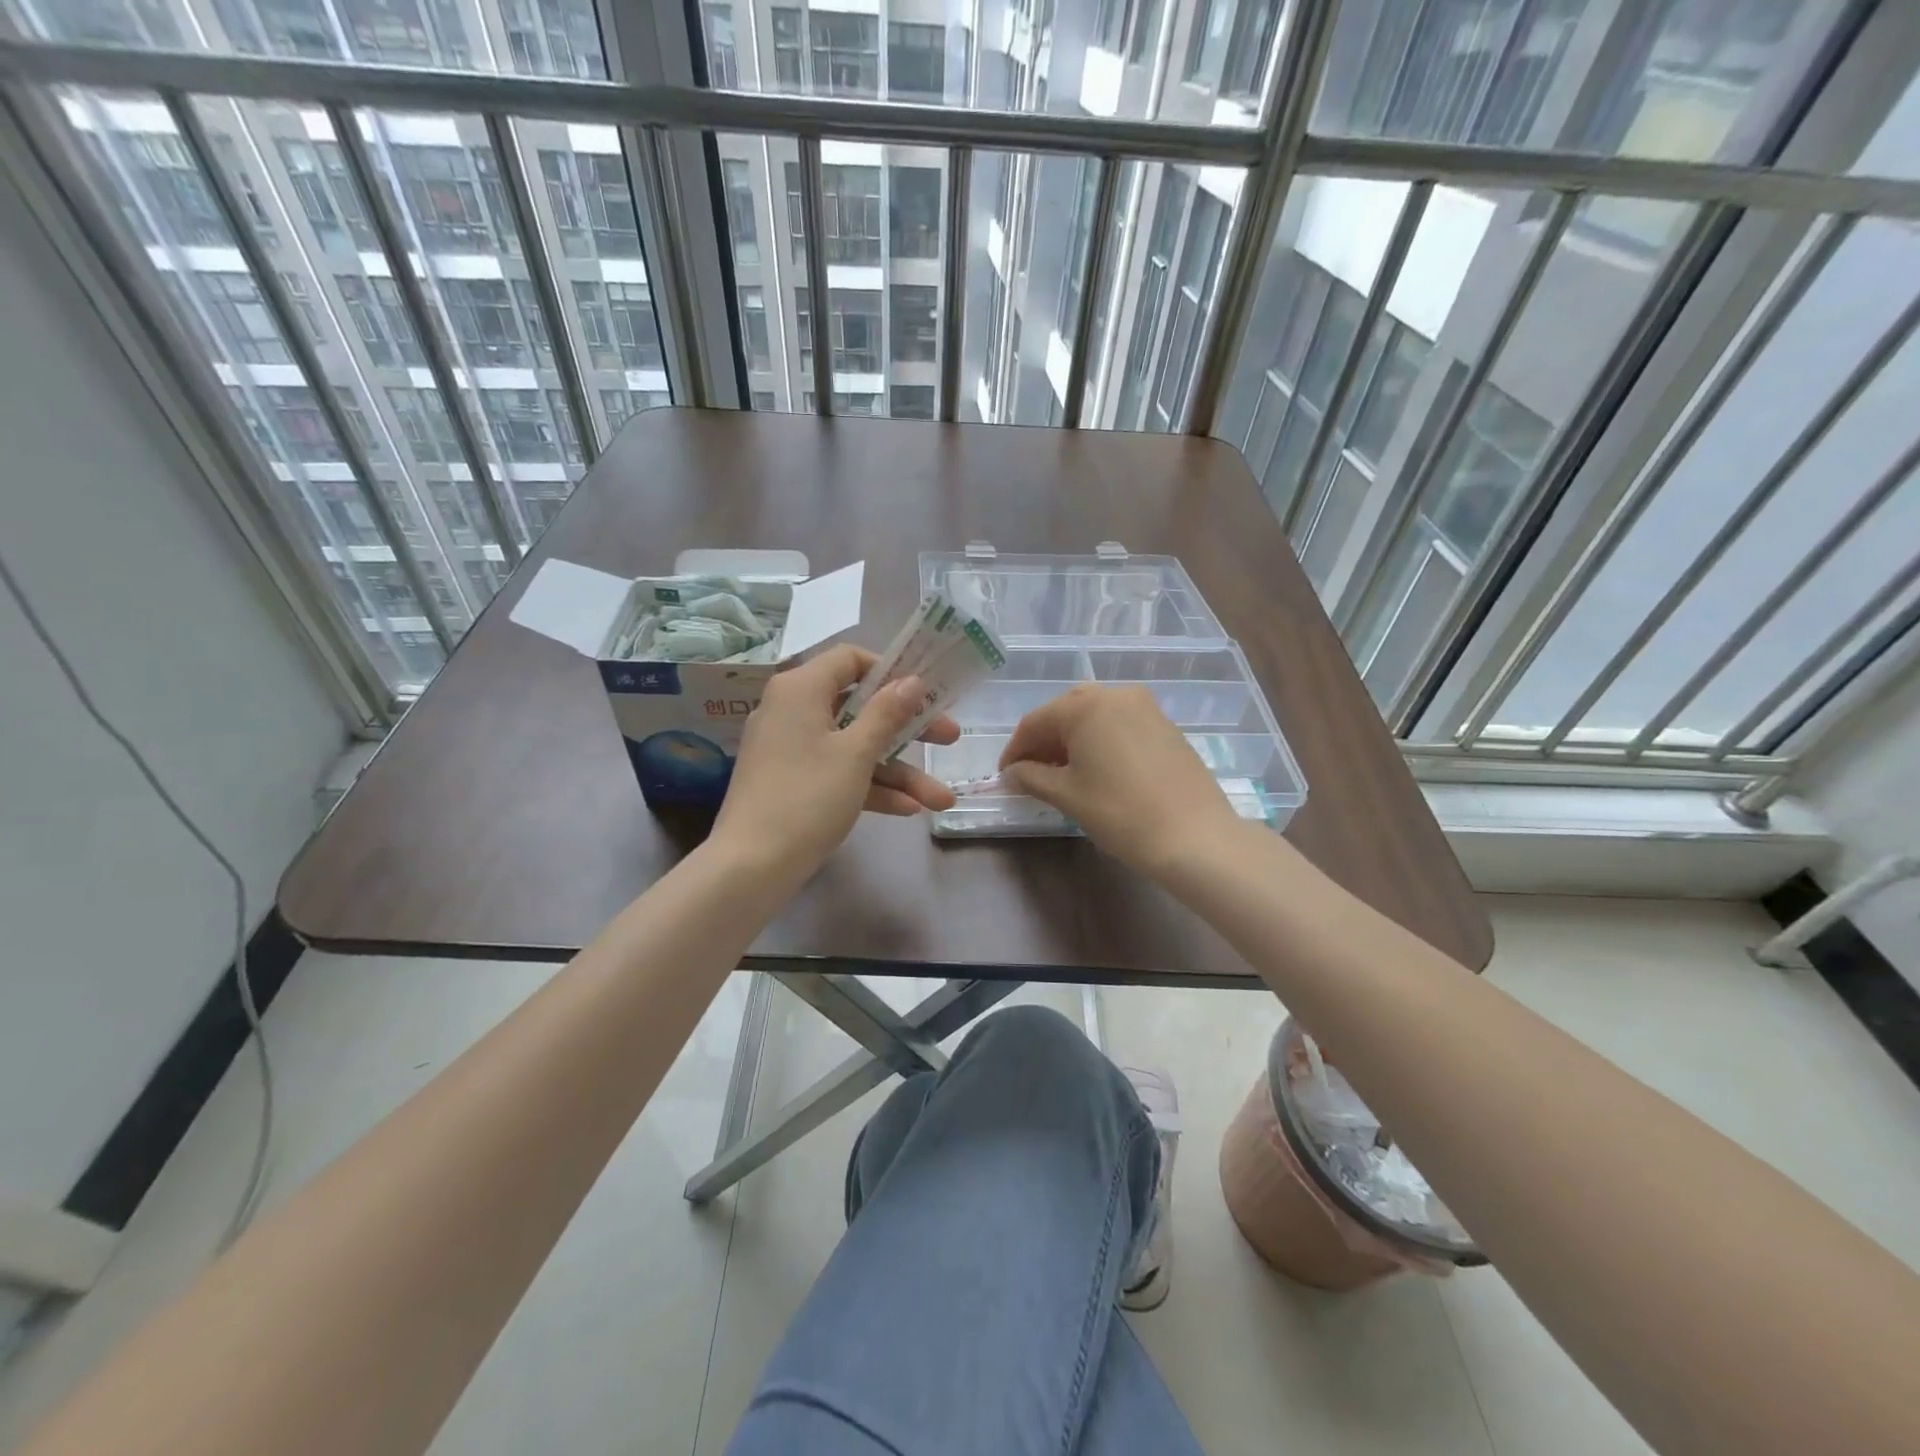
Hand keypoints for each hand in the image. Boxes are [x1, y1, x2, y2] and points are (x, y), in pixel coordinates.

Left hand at [712, 643, 958, 879]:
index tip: (923, 692)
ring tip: (941, 799)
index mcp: (801, 689)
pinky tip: (909, 809)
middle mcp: (793, 710)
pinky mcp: (793, 782)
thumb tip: (911, 680)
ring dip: (898, 771)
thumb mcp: (855, 754)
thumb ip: (887, 713)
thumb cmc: (807, 797)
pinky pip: (837, 772)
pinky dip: (869, 787)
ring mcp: (791, 749)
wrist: (750, 866)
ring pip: (854, 747)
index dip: (890, 672)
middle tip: (949, 739)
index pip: (850, 659)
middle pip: (859, 707)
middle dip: (909, 728)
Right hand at [999, 684, 1241, 877]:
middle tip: (1031, 773)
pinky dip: (1100, 741)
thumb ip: (1032, 777)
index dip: (1015, 749)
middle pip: (1066, 712)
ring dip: (1072, 740)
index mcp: (1086, 705)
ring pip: (1095, 717)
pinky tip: (1096, 770)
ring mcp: (1146, 707)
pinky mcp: (1165, 725)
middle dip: (1044, 741)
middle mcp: (1116, 695)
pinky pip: (1120, 725)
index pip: (1036, 721)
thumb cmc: (1120, 812)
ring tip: (1062, 774)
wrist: (1194, 836)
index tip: (1005, 775)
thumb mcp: (1067, 795)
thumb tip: (1012, 773)